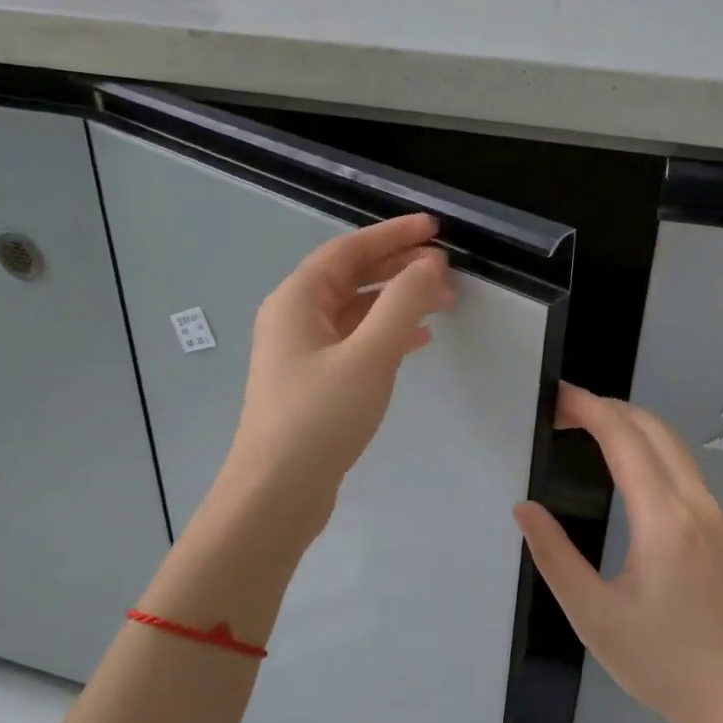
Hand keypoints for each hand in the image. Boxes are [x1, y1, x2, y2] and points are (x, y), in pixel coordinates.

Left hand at [224, 213, 454, 524]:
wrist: (277, 493)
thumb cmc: (320, 417)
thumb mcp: (369, 354)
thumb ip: (403, 303)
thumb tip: (429, 264)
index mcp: (296, 300)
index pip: (348, 250)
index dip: (393, 235)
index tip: (435, 228)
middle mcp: (294, 319)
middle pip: (351, 278)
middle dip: (398, 268)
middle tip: (446, 266)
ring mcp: (302, 354)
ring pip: (355, 312)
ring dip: (397, 303)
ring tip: (443, 303)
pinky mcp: (313, 384)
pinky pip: (354, 343)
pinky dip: (386, 336)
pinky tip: (416, 343)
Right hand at [514, 384, 722, 722]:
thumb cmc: (659, 662)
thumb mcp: (593, 615)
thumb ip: (554, 556)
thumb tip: (524, 508)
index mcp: (663, 519)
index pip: (624, 438)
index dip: (588, 408)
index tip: (554, 397)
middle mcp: (694, 502)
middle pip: (652, 427)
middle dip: (606, 406)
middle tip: (560, 411)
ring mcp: (712, 512)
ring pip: (671, 442)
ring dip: (629, 423)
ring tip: (583, 427)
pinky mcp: (717, 526)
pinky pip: (681, 464)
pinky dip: (647, 444)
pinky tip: (622, 460)